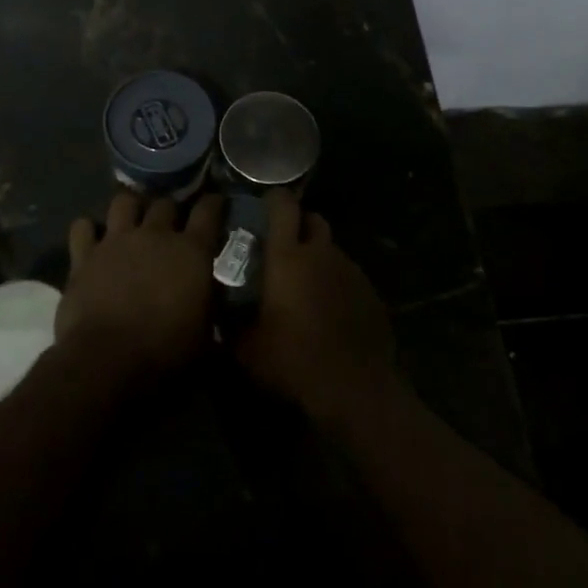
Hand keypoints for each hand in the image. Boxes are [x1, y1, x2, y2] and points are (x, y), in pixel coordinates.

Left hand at [59, 191, 224, 385]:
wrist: (107, 362)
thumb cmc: (166, 353)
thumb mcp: (205, 335)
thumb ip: (210, 305)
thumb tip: (212, 296)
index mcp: (192, 252)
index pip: (209, 210)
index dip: (214, 203)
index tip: (216, 203)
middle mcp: (155, 235)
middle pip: (165, 203)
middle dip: (171, 209)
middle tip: (171, 222)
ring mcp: (117, 240)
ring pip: (124, 201)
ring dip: (131, 207)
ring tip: (132, 220)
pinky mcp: (84, 255)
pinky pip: (83, 227)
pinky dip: (88, 230)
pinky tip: (92, 240)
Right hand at [234, 193, 396, 421]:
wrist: (354, 388)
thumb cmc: (292, 362)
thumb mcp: (247, 349)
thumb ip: (230, 325)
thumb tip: (217, 316)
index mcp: (288, 258)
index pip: (283, 207)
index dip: (274, 199)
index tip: (264, 204)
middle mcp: (321, 254)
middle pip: (313, 220)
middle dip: (300, 225)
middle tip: (284, 245)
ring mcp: (350, 271)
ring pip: (332, 250)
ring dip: (319, 257)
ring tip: (306, 283)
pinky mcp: (371, 293)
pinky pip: (349, 276)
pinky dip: (337, 283)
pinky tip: (330, 309)